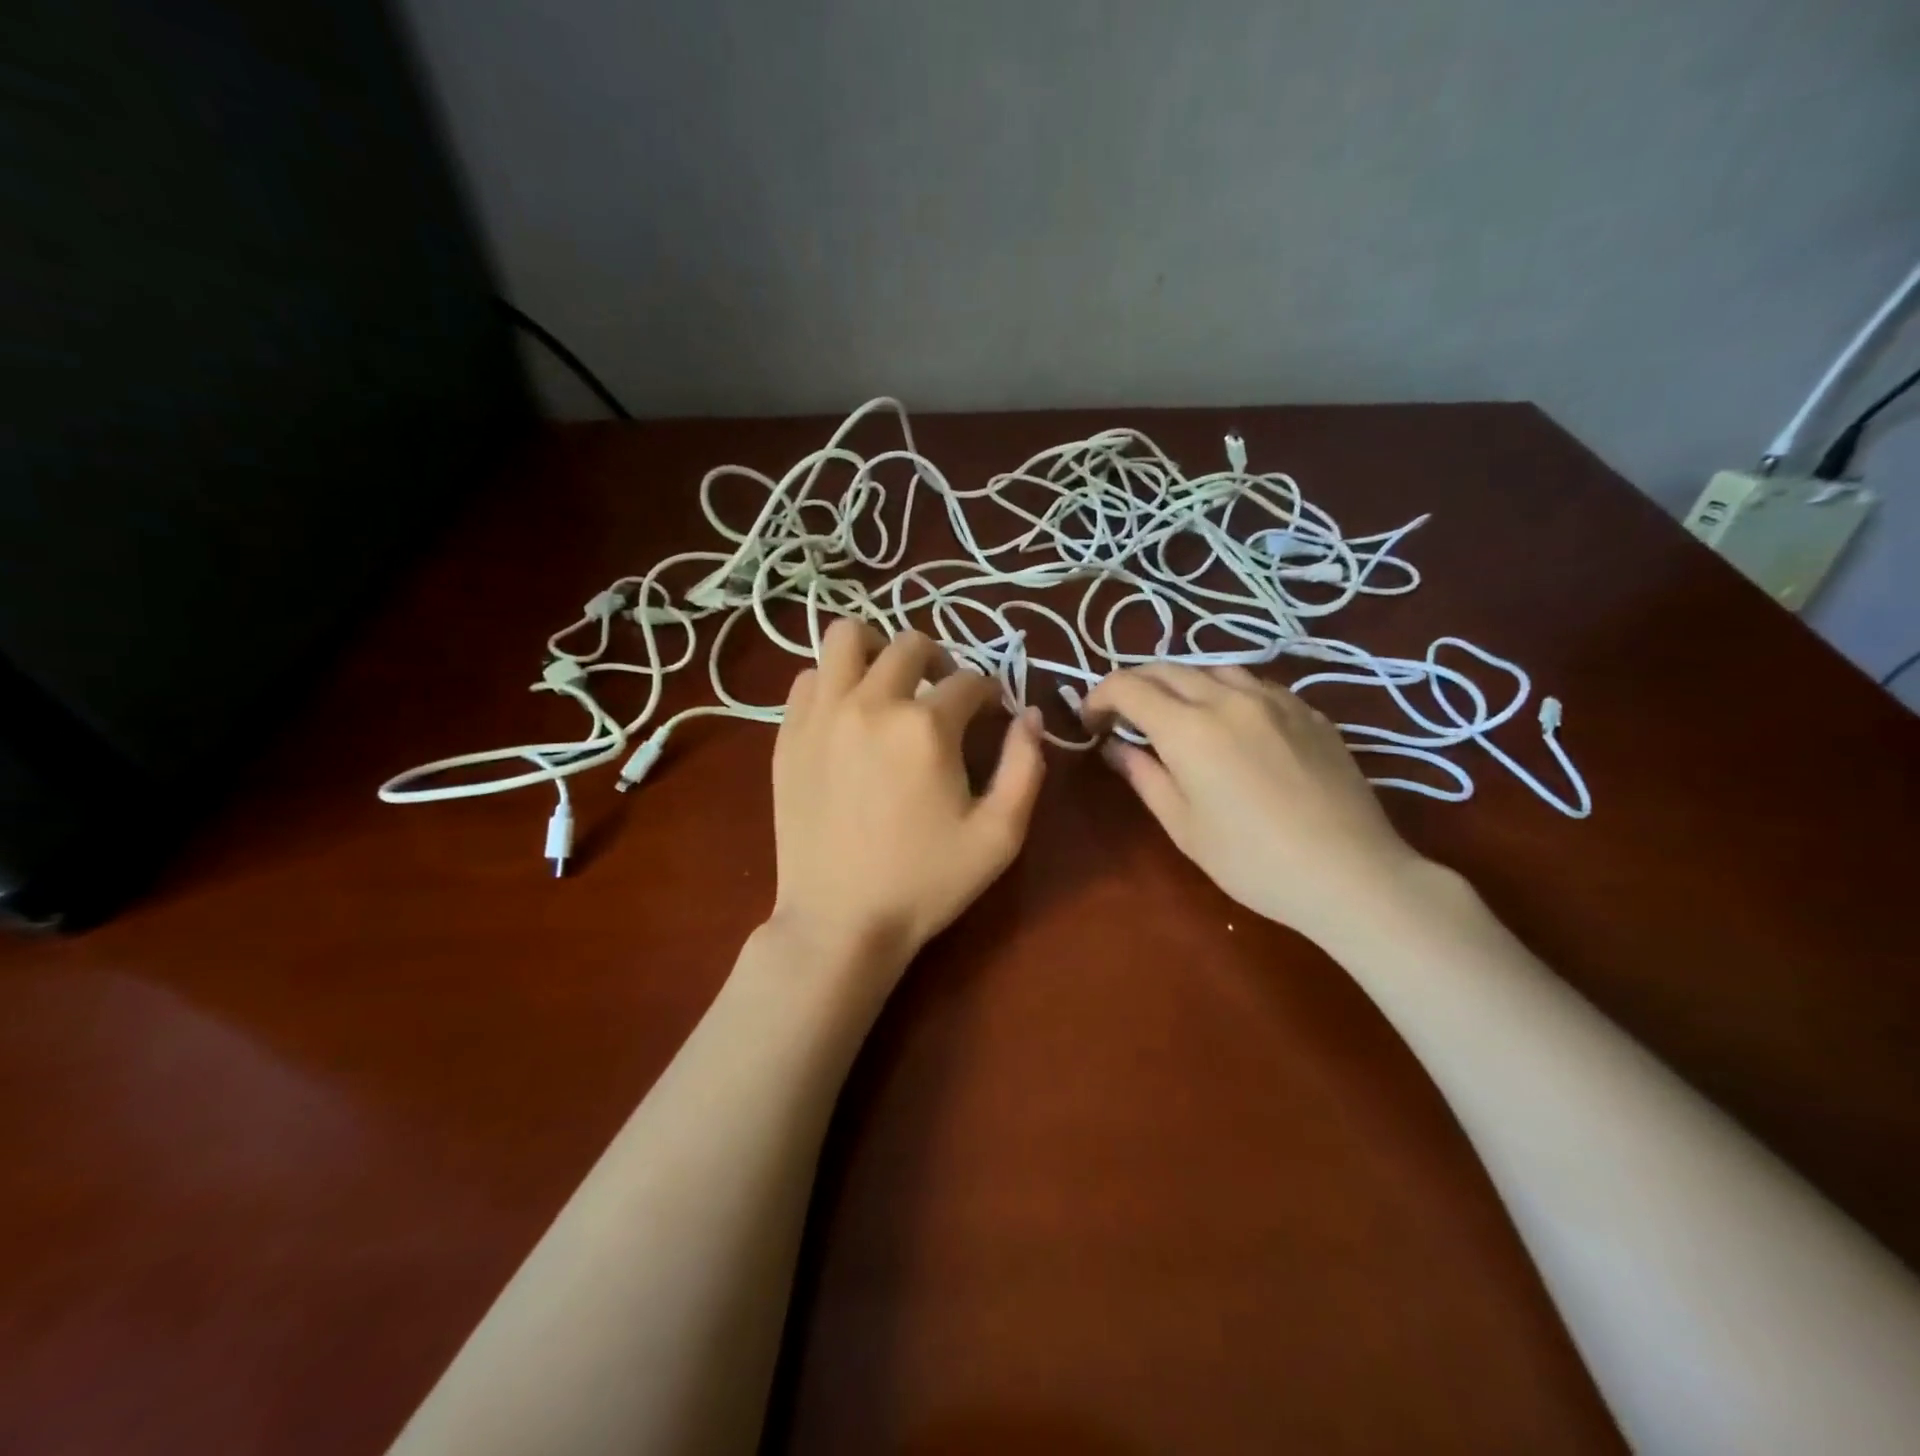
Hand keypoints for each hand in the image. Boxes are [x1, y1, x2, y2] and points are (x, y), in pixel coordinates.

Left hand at [769, 619, 1046, 975]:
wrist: (840, 922)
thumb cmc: (926, 882)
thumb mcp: (1000, 835)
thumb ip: (1025, 766)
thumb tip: (1030, 716)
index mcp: (926, 726)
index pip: (970, 681)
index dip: (989, 693)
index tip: (991, 713)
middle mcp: (871, 703)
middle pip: (910, 644)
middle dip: (940, 661)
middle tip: (945, 696)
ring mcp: (821, 714)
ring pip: (845, 638)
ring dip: (876, 649)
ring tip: (889, 683)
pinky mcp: (787, 734)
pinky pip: (808, 678)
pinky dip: (833, 681)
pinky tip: (847, 713)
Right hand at [1081, 664, 1426, 944]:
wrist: (1350, 873)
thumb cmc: (1252, 861)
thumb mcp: (1182, 825)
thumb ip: (1143, 775)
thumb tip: (1115, 745)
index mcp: (1189, 728)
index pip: (1128, 687)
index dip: (1100, 696)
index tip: (1091, 721)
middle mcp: (1228, 698)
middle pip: (1167, 668)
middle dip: (1134, 684)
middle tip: (1122, 715)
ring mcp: (1274, 699)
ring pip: (1212, 668)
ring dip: (1180, 682)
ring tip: (1174, 713)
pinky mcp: (1308, 710)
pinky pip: (1253, 683)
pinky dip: (1224, 691)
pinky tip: (1230, 721)